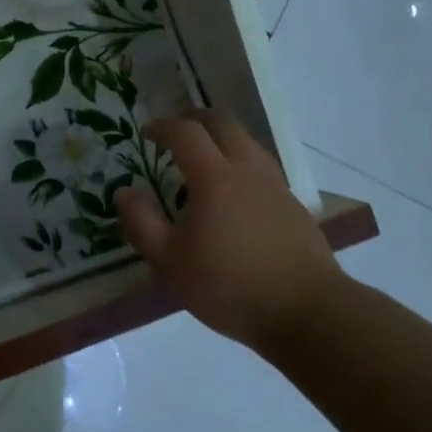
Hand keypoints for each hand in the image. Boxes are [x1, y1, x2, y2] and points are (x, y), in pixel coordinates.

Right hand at [115, 110, 343, 354]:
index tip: (147, 133)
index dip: (163, 126)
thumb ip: (142, 223)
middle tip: (175, 132)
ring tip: (204, 158)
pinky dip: (241, 162)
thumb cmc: (229, 286)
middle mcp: (248, 170)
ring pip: (247, 142)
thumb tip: (124, 192)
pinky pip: (262, 167)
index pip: (186, 132)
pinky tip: (235, 192)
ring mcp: (276, 186)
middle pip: (223, 124)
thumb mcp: (170, 262)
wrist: (306, 312)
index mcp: (215, 177)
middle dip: (195, 119)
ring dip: (221, 138)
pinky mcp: (294, 206)